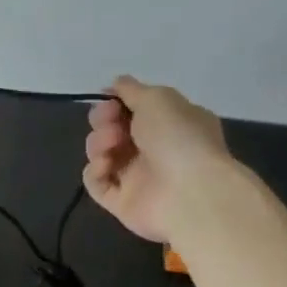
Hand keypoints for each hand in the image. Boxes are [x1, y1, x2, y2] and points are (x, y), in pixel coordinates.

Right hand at [82, 77, 232, 242]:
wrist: (191, 194)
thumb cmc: (178, 138)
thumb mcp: (158, 98)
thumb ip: (131, 89)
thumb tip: (116, 85)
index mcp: (171, 124)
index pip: (135, 109)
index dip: (117, 102)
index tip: (109, 99)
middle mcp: (155, 149)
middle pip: (113, 128)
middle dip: (103, 120)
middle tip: (110, 121)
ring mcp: (138, 177)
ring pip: (102, 152)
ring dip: (99, 142)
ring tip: (111, 144)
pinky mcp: (122, 201)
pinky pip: (96, 181)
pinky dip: (95, 170)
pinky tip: (105, 166)